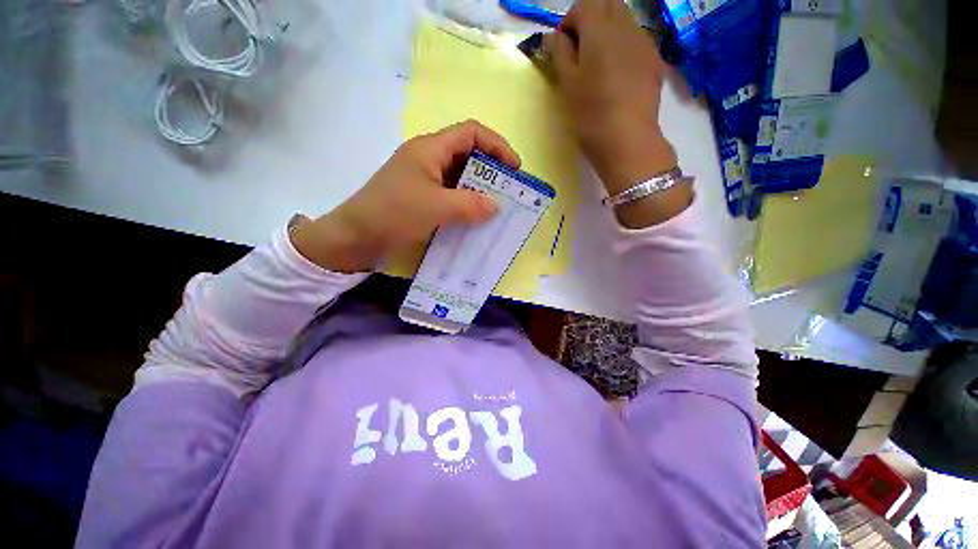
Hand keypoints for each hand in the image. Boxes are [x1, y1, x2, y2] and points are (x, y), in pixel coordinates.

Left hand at [290, 120, 520, 272]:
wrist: (356, 237)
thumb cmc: (393, 213)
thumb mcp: (435, 207)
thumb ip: (469, 205)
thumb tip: (496, 206)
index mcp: (430, 149)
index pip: (471, 133)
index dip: (497, 145)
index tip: (514, 169)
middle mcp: (428, 159)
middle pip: (468, 154)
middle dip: (492, 170)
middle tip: (508, 192)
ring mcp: (424, 179)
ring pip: (460, 177)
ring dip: (479, 190)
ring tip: (496, 208)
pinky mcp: (422, 198)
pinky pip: (451, 195)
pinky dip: (466, 204)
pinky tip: (475, 219)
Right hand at [543, 0, 678, 195]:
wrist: (627, 140)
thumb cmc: (591, 114)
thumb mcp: (567, 84)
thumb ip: (560, 53)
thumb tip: (553, 36)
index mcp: (600, 29)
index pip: (584, 5)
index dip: (570, 22)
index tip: (562, 47)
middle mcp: (626, 27)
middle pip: (608, 4)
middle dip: (591, 19)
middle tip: (580, 50)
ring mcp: (645, 43)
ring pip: (625, 20)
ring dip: (608, 31)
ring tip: (598, 64)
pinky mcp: (655, 61)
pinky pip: (637, 40)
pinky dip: (624, 46)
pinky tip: (617, 74)